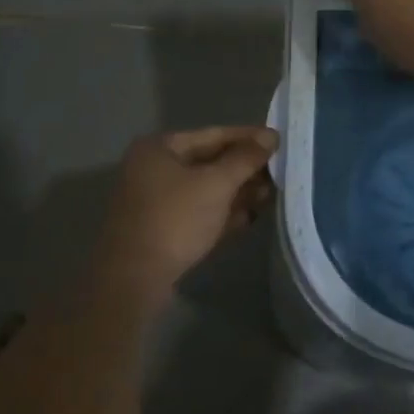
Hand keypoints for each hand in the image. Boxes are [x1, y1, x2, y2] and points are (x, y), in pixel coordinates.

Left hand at [89, 126, 277, 303]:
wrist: (134, 279)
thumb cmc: (176, 219)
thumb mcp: (216, 184)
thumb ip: (245, 158)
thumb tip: (271, 136)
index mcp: (159, 148)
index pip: (213, 134)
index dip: (248, 138)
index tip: (279, 142)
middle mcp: (154, 169)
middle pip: (209, 162)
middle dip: (244, 170)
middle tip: (279, 174)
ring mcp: (155, 201)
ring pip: (205, 189)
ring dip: (237, 192)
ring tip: (269, 197)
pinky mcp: (161, 229)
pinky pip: (198, 212)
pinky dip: (222, 213)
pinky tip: (249, 219)